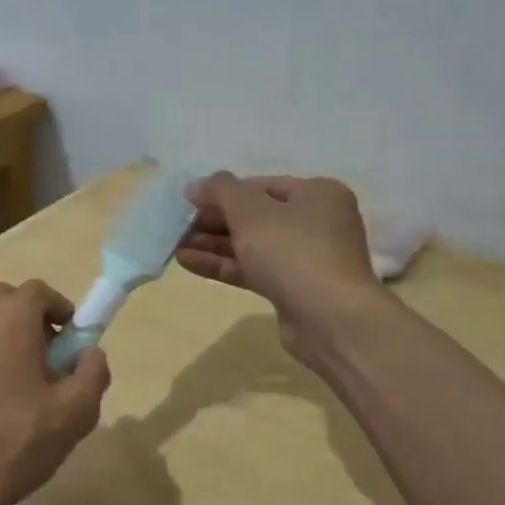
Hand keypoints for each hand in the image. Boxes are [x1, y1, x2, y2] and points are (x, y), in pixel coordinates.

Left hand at [0, 281, 109, 504]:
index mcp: (9, 317)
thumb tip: (90, 353)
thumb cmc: (13, 443)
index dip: (60, 311)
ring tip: (12, 387)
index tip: (70, 344)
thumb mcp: (74, 414)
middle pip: (5, 301)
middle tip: (44, 361)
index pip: (40, 291)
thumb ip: (93, 373)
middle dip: (28, 321)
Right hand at [178, 172, 381, 355]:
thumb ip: (221, 191)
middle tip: (179, 226)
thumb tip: (196, 185)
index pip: (261, 185)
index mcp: (317, 194)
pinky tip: (187, 262)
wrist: (330, 319)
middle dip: (215, 221)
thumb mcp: (251, 211)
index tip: (190, 201)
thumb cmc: (293, 251)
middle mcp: (316, 222)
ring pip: (252, 245)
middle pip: (256, 216)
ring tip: (175, 245)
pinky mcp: (293, 289)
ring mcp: (306, 259)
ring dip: (214, 244)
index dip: (223, 192)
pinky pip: (253, 270)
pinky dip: (223, 264)